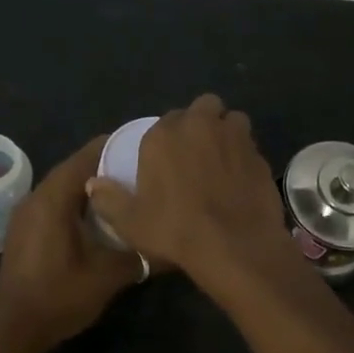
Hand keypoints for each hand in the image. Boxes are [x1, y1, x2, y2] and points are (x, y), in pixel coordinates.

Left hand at [0, 136, 142, 352]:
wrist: (14, 331)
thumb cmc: (60, 297)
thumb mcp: (108, 276)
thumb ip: (139, 254)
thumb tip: (168, 244)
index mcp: (54, 198)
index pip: (86, 156)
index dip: (115, 147)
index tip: (143, 148)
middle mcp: (35, 197)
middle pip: (74, 168)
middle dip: (105, 166)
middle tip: (139, 171)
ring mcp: (25, 214)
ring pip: (63, 186)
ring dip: (90, 186)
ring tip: (123, 191)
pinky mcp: (23, 230)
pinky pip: (53, 203)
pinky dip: (75, 202)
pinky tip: (97, 218)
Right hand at [85, 93, 294, 286]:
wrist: (234, 245)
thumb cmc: (175, 230)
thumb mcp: (131, 222)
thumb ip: (109, 199)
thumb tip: (93, 184)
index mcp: (165, 135)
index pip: (165, 120)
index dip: (168, 137)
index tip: (168, 158)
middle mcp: (201, 125)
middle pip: (204, 106)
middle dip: (202, 121)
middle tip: (197, 151)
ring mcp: (236, 137)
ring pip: (233, 120)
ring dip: (227, 132)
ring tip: (222, 158)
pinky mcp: (260, 156)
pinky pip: (251, 147)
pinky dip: (245, 157)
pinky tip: (241, 181)